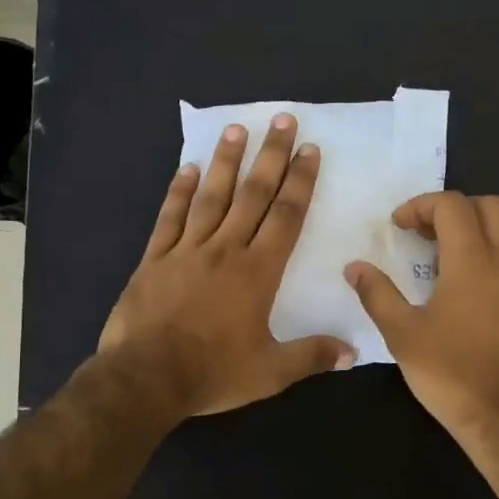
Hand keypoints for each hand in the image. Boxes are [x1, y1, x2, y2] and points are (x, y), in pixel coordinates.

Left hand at [100, 113, 354, 418]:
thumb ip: (312, 356)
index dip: (300, 182)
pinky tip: (187, 168)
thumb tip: (354, 351)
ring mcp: (186, 251)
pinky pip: (169, 218)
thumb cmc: (212, 373)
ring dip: (226, 162)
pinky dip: (178, 192)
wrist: (144, 379)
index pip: (285, 217)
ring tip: (237, 129)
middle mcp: (225, 250)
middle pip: (252, 195)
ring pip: (211, 197)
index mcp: (257, 272)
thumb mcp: (270, 373)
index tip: (309, 150)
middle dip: (270, 156)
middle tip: (282, 120)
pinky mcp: (154, 260)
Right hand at [345, 192, 498, 441]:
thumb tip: (354, 267)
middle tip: (426, 232)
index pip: (452, 205)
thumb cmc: (451, 373)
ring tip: (449, 254)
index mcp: (472, 261)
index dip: (421, 206)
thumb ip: (378, 294)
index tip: (398, 226)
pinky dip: (495, 253)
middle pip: (491, 206)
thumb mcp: (402, 335)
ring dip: (480, 227)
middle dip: (455, 208)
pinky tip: (471, 286)